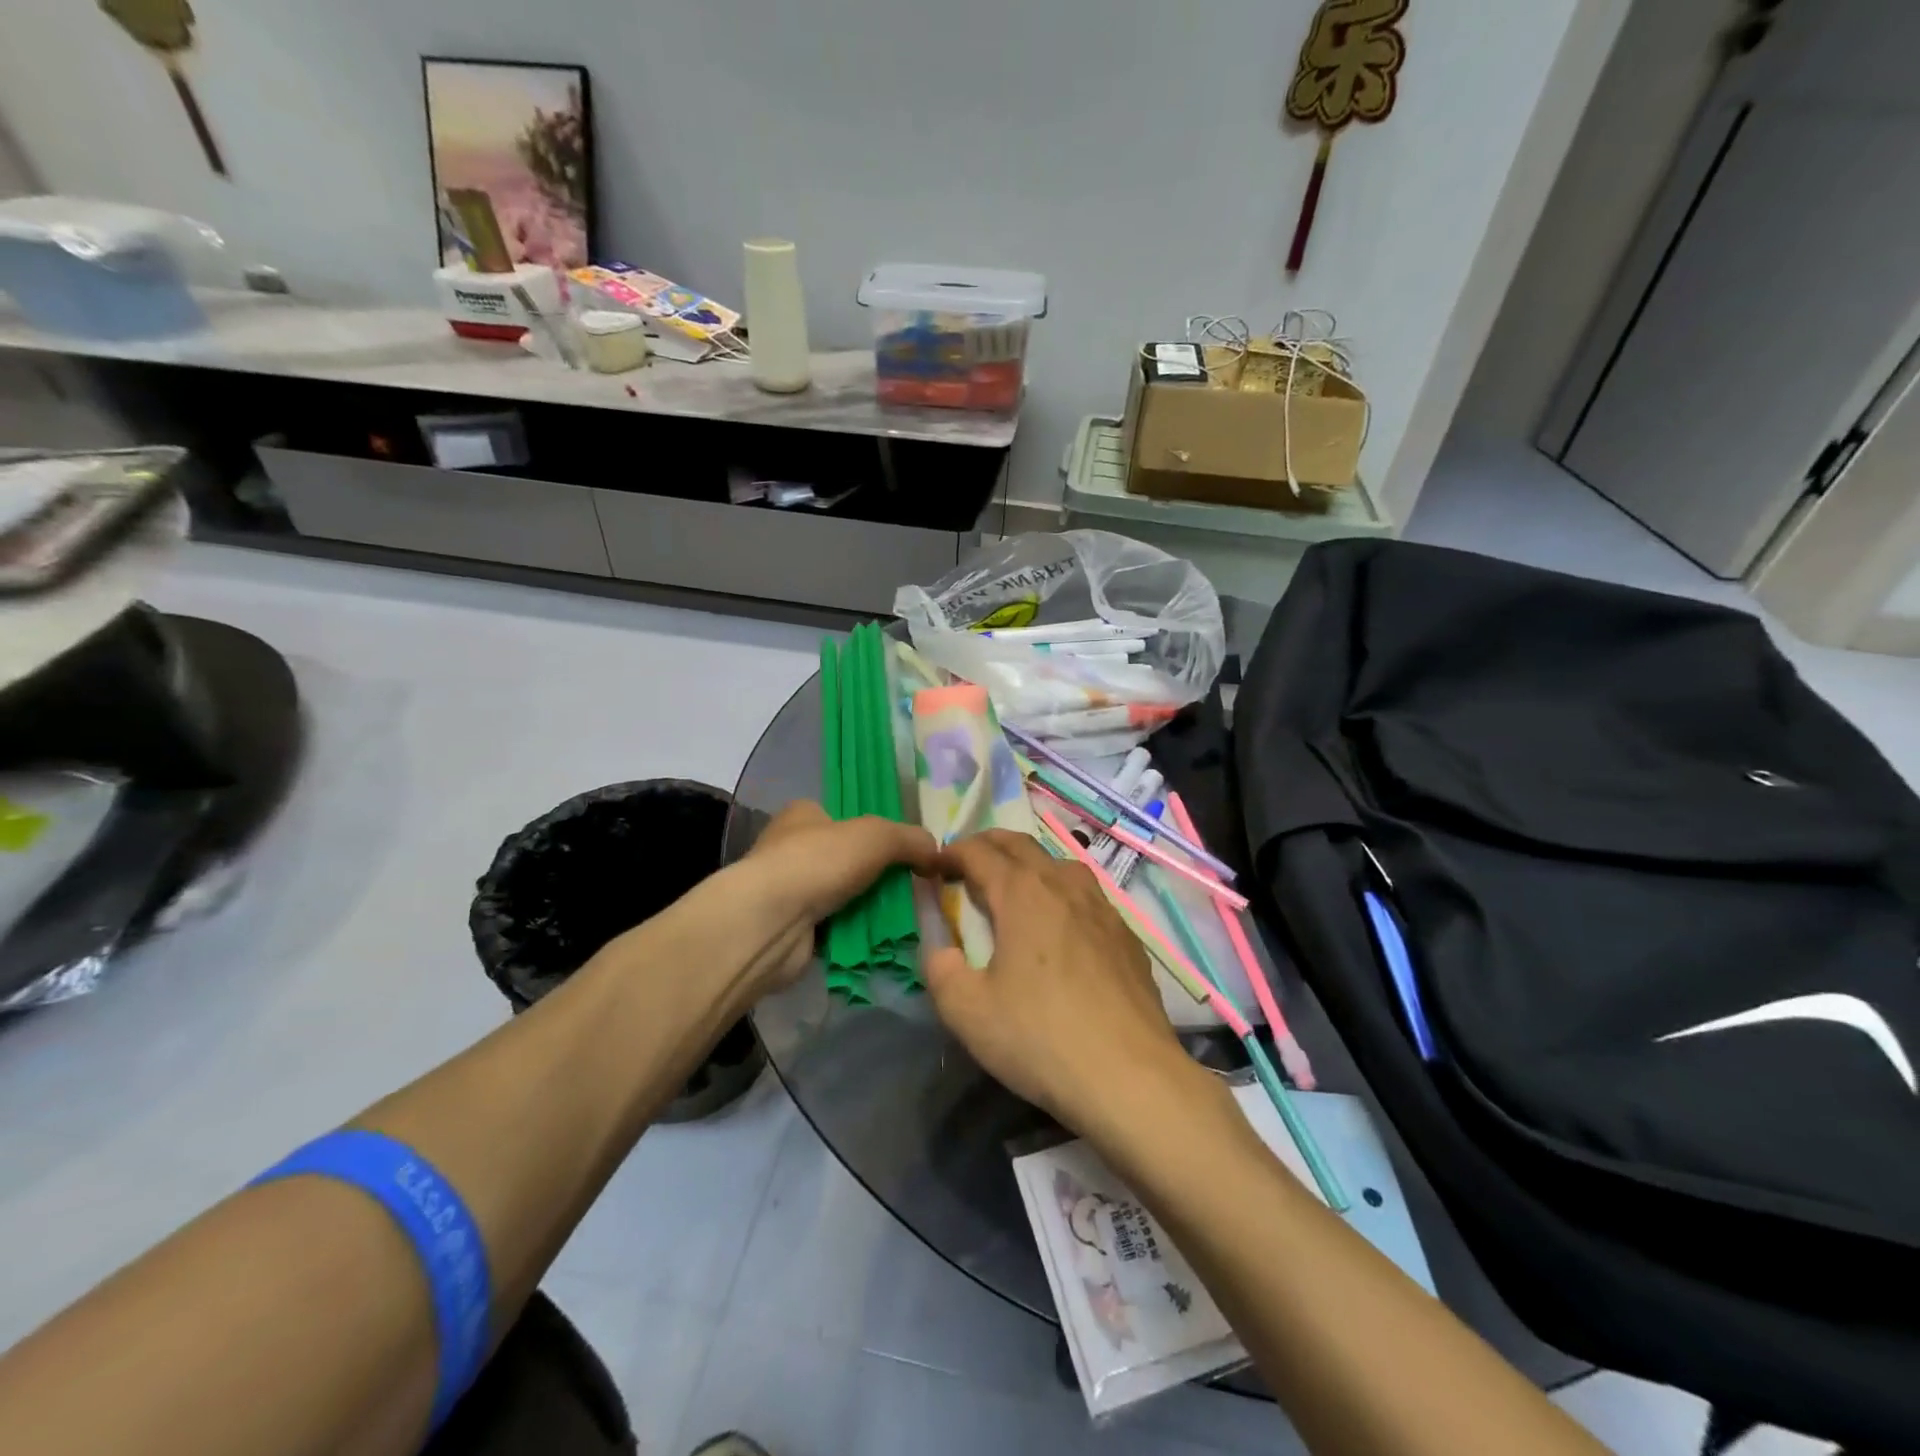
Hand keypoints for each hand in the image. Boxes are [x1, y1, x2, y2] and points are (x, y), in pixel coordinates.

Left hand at [723, 801, 938, 998]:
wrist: (771, 923)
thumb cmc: (819, 862)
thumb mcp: (877, 836)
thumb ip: (911, 840)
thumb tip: (938, 853)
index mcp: (803, 815)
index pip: (844, 816)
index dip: (875, 831)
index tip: (906, 852)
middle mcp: (792, 849)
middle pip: (848, 860)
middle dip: (878, 875)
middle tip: (914, 889)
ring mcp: (789, 892)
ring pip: (844, 896)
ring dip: (870, 908)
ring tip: (908, 918)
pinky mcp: (792, 930)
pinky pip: (836, 929)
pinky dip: (856, 935)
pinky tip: (883, 941)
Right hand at [923, 831, 1204, 1136]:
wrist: (1130, 1076)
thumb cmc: (1040, 1038)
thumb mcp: (967, 1011)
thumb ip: (940, 969)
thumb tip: (940, 949)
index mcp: (1022, 893)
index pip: (979, 853)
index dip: (952, 854)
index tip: (934, 866)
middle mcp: (1064, 885)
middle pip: (1021, 845)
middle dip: (989, 845)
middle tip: (967, 864)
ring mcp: (1102, 908)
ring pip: (1060, 864)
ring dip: (1029, 864)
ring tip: (1014, 888)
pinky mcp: (1126, 936)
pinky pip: (1087, 896)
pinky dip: (1061, 893)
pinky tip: (1061, 927)